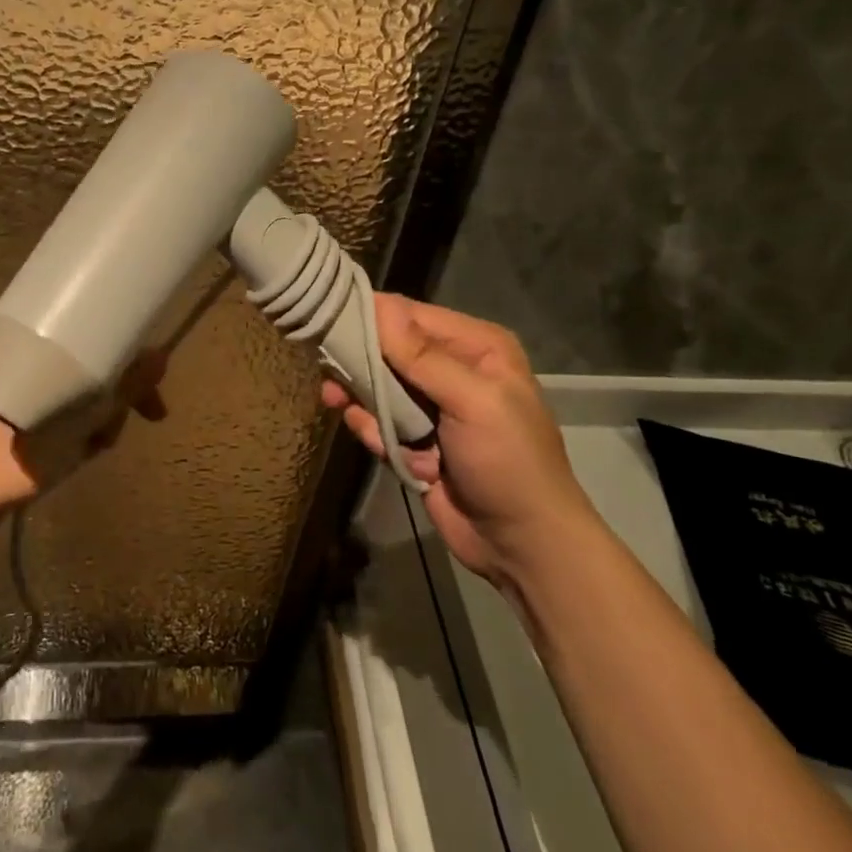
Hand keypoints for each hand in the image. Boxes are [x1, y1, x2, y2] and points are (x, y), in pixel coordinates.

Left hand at [0, 351, 169, 527]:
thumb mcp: (68, 428)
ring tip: (92, 450)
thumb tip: (160, 357)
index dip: (130, 360)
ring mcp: (24, 401)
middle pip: (92, 371)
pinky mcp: (20, 429)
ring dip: (97, 423)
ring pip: (81, 400)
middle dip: (117, 398)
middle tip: (137, 423)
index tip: (153, 386)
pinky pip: (64, 423)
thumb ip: (114, 394)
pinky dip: (78, 438)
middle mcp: (32, 371)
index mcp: (36, 356)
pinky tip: (76, 461)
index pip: (97, 341)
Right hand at [322, 295, 598, 585]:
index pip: (410, 315)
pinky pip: (380, 421)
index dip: (371, 316)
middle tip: (328, 375)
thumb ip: (423, 356)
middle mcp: (452, 368)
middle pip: (388, 349)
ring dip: (363, 401)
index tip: (328, 320)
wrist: (523, 546)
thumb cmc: (508, 462)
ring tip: (339, 405)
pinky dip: (375, 432)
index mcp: (476, 347)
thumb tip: (379, 305)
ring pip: (378, 386)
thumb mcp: (473, 402)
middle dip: (360, 363)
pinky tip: (384, 449)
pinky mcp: (416, 439)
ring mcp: (432, 406)